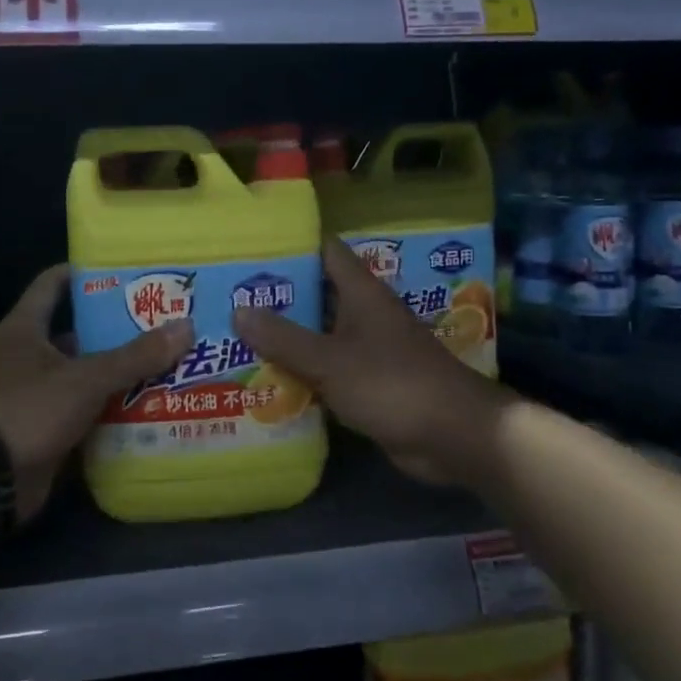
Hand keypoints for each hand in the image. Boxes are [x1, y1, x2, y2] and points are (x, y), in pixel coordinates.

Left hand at [0, 264, 192, 521]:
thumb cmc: (27, 410)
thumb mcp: (85, 378)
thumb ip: (135, 356)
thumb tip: (186, 326)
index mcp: (25, 329)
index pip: (53, 284)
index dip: (86, 273)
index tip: (126, 271)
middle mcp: (27, 356)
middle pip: (77, 332)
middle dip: (117, 329)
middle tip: (163, 321)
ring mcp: (35, 395)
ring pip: (84, 374)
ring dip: (118, 372)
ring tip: (168, 361)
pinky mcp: (44, 429)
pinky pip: (84, 411)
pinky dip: (110, 409)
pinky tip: (149, 405)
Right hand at [234, 238, 514, 490]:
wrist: (452, 435)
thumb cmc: (392, 383)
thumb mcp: (331, 360)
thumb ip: (284, 338)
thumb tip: (239, 311)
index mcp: (361, 293)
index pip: (324, 251)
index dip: (290, 245)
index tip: (250, 247)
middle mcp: (364, 314)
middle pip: (316, 294)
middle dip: (277, 297)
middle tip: (228, 297)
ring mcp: (368, 349)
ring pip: (319, 334)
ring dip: (286, 337)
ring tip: (234, 334)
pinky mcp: (368, 382)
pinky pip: (328, 369)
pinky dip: (302, 371)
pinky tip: (266, 378)